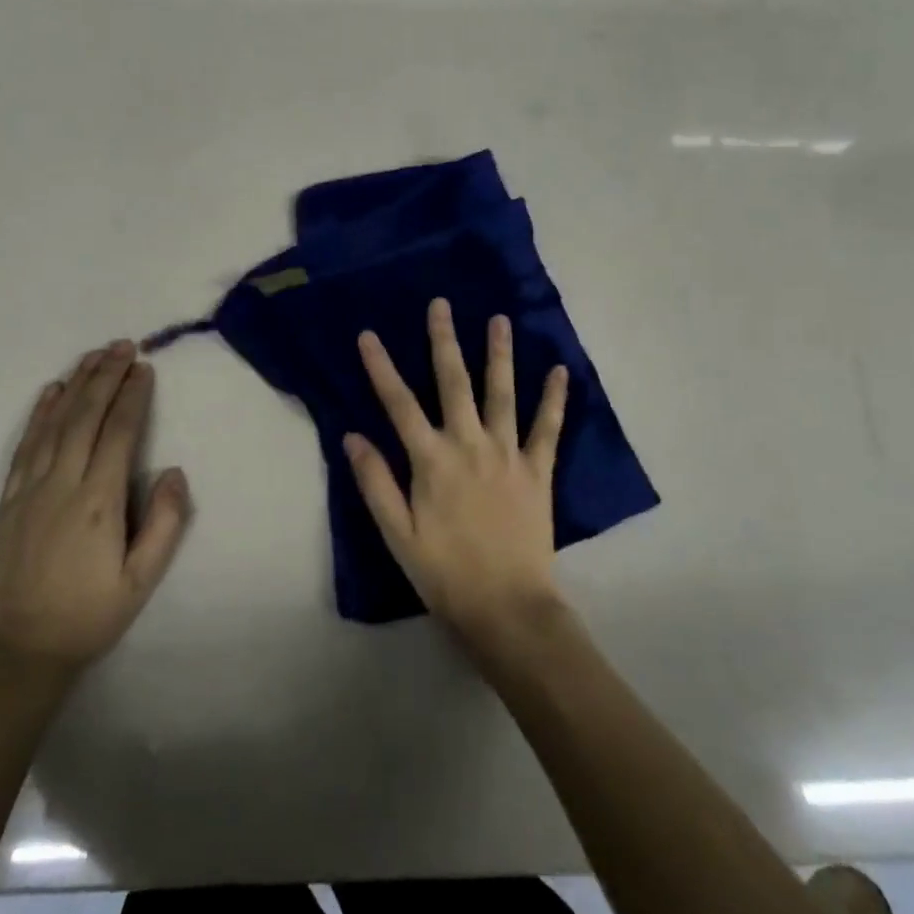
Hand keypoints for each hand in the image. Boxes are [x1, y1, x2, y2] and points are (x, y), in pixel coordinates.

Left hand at [0, 341, 190, 675]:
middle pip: (85, 417)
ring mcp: (29, 490)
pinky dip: (39, 414)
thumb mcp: (140, 582)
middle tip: (123, 345)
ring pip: (54, 424)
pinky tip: (50, 393)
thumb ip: (163, 524)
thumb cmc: (87, 618)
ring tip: (93, 356)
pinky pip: (25, 446)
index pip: (118, 433)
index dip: (133, 396)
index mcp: (98, 502)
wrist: (16, 656)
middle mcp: (62, 485)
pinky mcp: (7, 502)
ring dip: (75, 385)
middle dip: (106, 376)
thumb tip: (173, 471)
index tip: (145, 367)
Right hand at [344, 298, 569, 647]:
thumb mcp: (397, 534)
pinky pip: (548, 429)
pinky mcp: (538, 471)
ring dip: (500, 354)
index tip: (368, 334)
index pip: (399, 404)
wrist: (507, 608)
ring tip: (499, 319)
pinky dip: (555, 399)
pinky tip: (561, 371)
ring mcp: (507, 454)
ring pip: (502, 393)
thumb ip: (375, 482)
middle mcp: (469, 445)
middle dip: (444, 340)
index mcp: (431, 460)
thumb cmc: (444, 573)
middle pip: (453, 382)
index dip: (381, 367)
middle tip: (440, 305)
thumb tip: (352, 435)